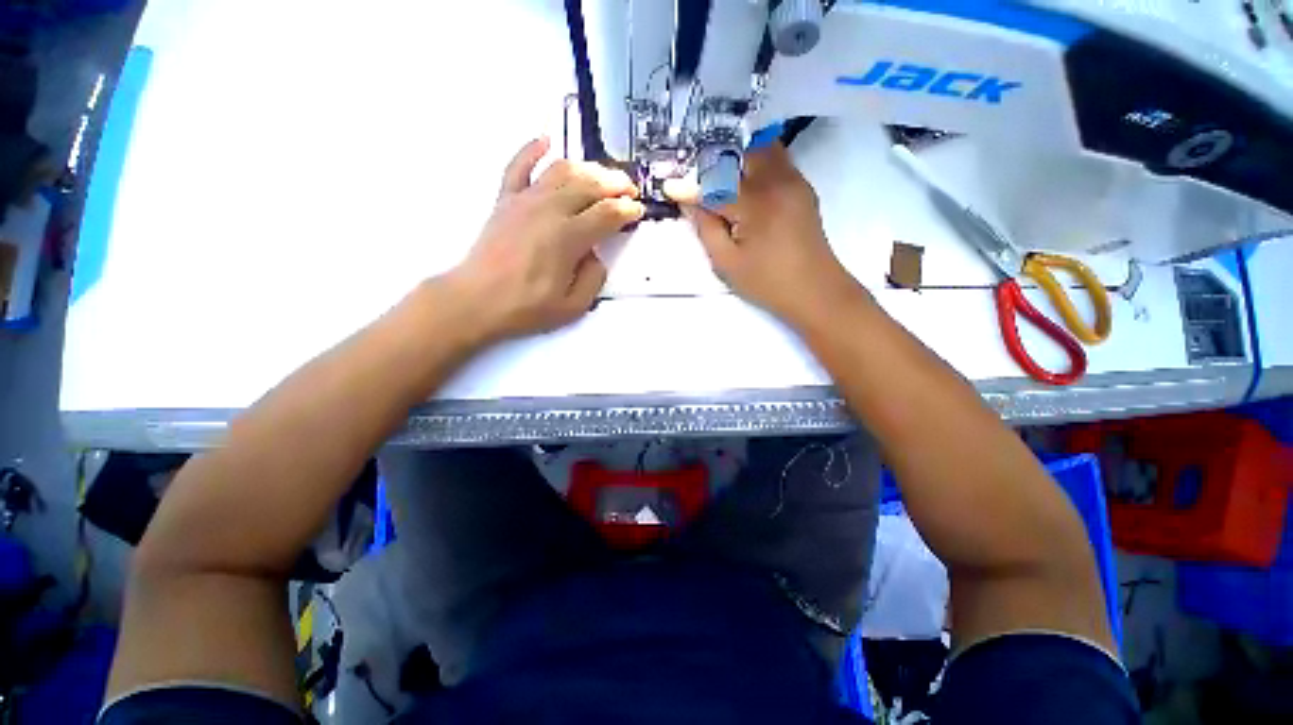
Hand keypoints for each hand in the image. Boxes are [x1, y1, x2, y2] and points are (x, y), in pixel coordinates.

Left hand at [448, 138, 644, 342]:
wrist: (476, 301)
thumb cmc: (525, 308)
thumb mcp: (573, 306)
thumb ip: (594, 278)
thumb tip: (596, 255)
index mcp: (568, 237)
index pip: (607, 213)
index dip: (627, 209)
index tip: (638, 210)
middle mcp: (548, 210)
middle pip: (589, 184)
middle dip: (615, 184)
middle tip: (629, 189)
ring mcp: (524, 201)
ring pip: (562, 170)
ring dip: (587, 168)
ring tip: (601, 175)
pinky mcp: (505, 200)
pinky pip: (518, 166)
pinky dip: (532, 150)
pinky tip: (545, 140)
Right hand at [665, 143, 865, 326]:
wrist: (815, 290)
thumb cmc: (768, 283)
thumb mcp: (727, 263)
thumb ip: (706, 229)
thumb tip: (690, 203)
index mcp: (756, 204)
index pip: (715, 186)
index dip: (689, 187)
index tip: (669, 187)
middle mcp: (777, 182)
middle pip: (742, 152)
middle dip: (716, 161)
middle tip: (697, 178)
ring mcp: (794, 181)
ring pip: (763, 149)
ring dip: (738, 158)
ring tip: (719, 177)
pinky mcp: (803, 188)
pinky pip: (777, 161)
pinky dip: (756, 164)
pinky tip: (744, 184)